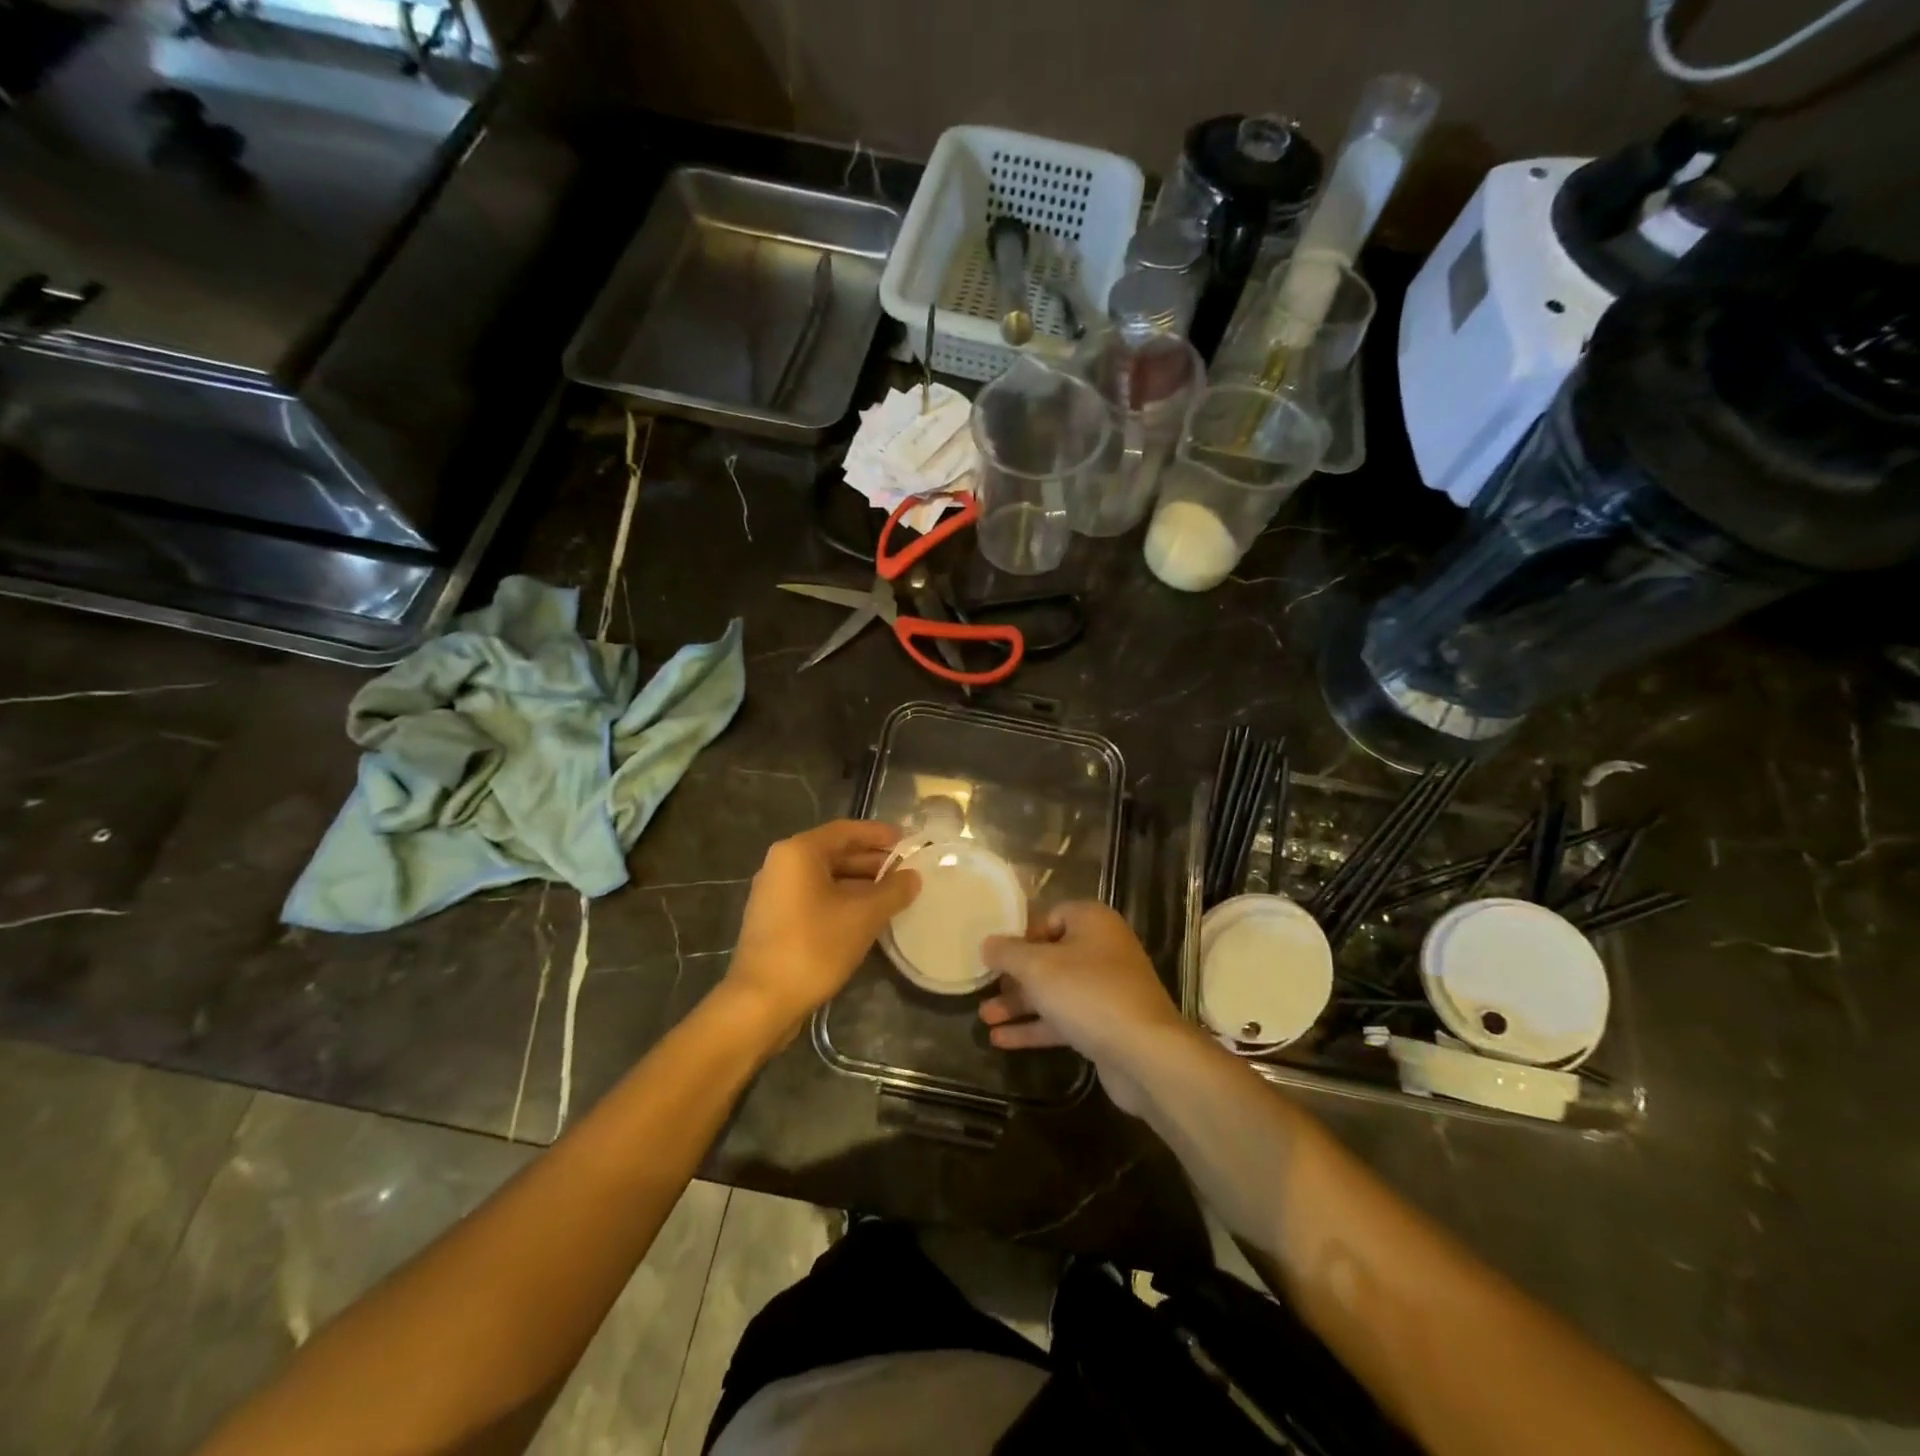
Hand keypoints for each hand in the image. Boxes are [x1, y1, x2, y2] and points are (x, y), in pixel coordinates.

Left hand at [724, 820, 919, 1040]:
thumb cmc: (814, 946)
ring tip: (893, 895)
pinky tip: (866, 917)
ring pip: (825, 878)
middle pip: (834, 852)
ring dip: (859, 883)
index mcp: (798, 852)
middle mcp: (781, 864)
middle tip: (906, 870)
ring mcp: (774, 893)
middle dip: (871, 861)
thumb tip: (913, 876)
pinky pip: (814, 898)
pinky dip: (841, 901)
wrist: (761, 1002)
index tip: (907, 841)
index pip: (846, 830)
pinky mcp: (774, 920)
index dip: (879, 834)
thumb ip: (893, 891)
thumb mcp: (864, 916)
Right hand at [980, 902, 1190, 1114]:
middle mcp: (1102, 949)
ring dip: (1020, 1004)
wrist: (1144, 1054)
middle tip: (984, 986)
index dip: (1019, 934)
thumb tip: (987, 943)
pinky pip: (1064, 1018)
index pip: (1048, 916)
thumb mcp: (1038, 967)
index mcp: (1092, 922)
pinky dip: (1036, 1026)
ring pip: (1054, 990)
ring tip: (984, 1017)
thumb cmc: (1088, 994)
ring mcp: (1106, 988)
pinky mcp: (1105, 1024)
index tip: (994, 953)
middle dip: (1014, 975)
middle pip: (1049, 955)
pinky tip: (1001, 1040)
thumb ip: (1008, 952)